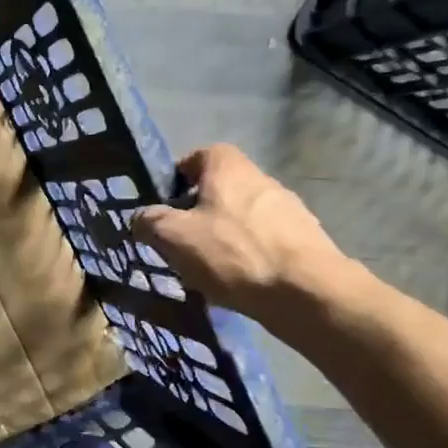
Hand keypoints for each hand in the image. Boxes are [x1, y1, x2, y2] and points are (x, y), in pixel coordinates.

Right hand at [132, 144, 355, 329]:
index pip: (200, 154)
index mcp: (229, 168)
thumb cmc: (233, 253)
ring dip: (224, 235)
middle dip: (199, 211)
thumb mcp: (174, 237)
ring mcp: (288, 210)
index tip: (165, 204)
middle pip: (221, 187)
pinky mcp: (305, 240)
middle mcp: (262, 179)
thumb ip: (149, 222)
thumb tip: (141, 218)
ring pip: (243, 216)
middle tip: (181, 241)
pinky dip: (248, 255)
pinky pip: (265, 241)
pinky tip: (239, 282)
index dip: (179, 175)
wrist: (306, 292)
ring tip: (208, 268)